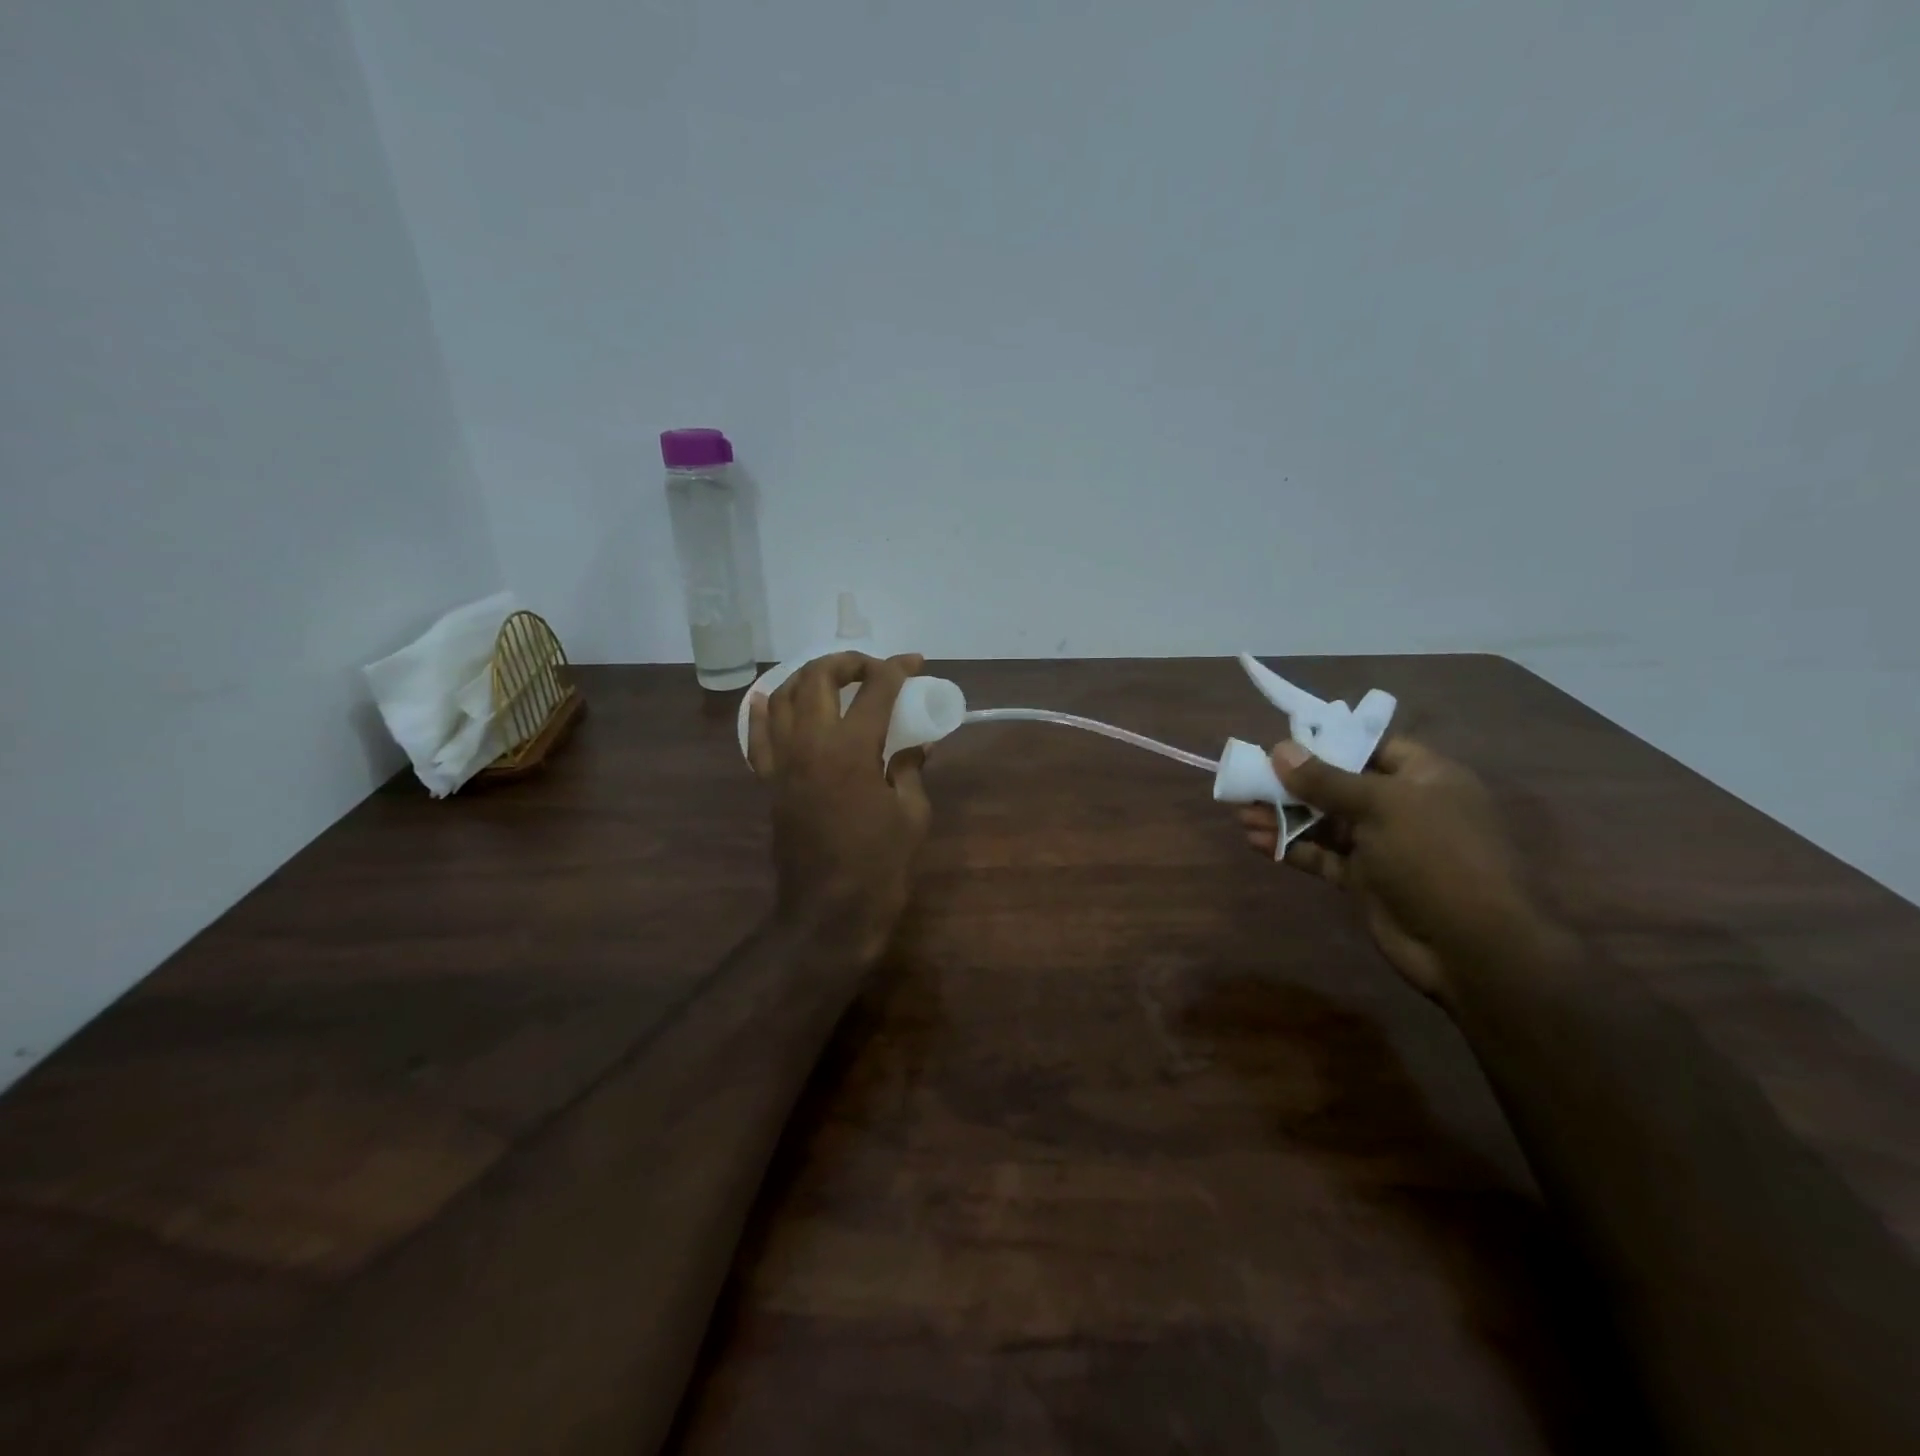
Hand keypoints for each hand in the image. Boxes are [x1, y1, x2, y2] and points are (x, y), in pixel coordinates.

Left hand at [747, 652, 932, 961]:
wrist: (828, 912)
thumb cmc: (879, 866)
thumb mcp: (912, 815)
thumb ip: (910, 770)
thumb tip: (915, 745)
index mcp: (852, 750)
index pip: (875, 690)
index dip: (897, 670)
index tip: (914, 663)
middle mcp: (810, 745)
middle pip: (818, 679)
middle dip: (848, 662)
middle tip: (873, 669)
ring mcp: (783, 763)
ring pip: (781, 698)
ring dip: (807, 678)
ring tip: (832, 679)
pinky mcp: (769, 783)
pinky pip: (758, 738)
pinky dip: (762, 711)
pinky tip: (767, 698)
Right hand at [1236, 738, 1543, 1004]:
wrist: (1470, 946)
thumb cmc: (1434, 856)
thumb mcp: (1380, 806)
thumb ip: (1326, 780)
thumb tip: (1280, 750)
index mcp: (1425, 778)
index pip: (1373, 747)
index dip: (1330, 743)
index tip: (1285, 744)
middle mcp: (1403, 807)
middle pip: (1340, 786)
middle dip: (1294, 784)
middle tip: (1250, 780)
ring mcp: (1384, 846)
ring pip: (1325, 823)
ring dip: (1285, 817)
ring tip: (1241, 813)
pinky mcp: (1365, 880)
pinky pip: (1322, 856)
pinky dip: (1292, 848)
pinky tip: (1257, 842)